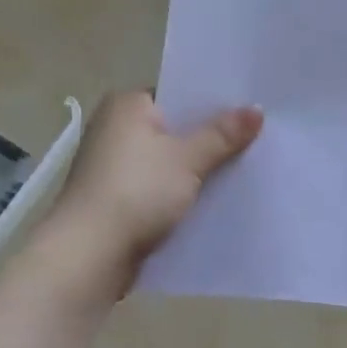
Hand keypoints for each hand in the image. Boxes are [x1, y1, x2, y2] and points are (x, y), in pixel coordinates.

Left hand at [45, 91, 262, 291]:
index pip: (177, 93)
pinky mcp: (116, 200)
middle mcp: (114, 129)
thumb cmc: (136, 192)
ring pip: (167, 163)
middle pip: (174, 129)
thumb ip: (222, 135)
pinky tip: (212, 204)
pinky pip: (157, 190)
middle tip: (257, 143)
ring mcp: (112, 167)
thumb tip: (256, 109)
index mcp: (126, 105)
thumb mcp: (187, 160)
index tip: (249, 113)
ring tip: (243, 173)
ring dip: (196, 171)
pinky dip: (180, 195)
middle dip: (209, 140)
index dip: (213, 104)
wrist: (89, 254)